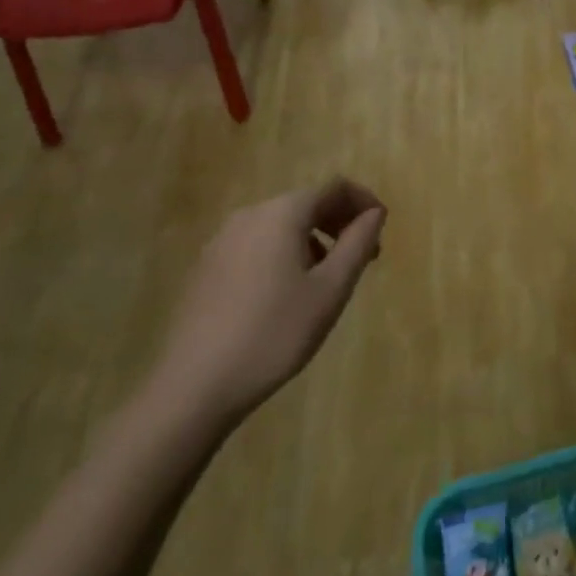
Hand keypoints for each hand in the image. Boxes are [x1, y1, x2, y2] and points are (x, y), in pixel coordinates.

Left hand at [149, 179, 386, 428]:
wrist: (194, 388)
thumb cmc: (274, 333)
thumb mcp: (330, 289)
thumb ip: (358, 243)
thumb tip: (374, 213)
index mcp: (282, 213)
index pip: (335, 187)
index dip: (364, 202)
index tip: (381, 232)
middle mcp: (250, 215)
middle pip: (307, 203)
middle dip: (340, 222)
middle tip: (363, 258)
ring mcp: (222, 241)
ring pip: (281, 225)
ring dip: (314, 239)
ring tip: (328, 279)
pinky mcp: (206, 268)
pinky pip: (257, 244)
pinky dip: (284, 253)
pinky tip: (287, 294)